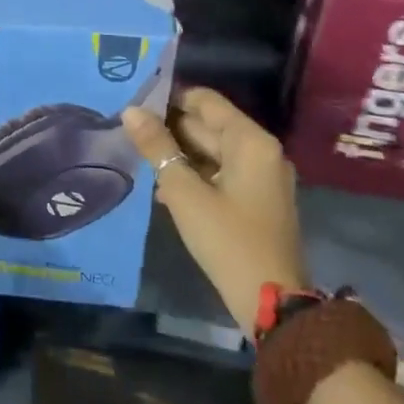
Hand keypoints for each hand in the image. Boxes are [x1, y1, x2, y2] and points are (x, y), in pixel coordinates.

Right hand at [122, 87, 308, 336]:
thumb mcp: (184, 192)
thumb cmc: (228, 240)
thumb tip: (130, 110)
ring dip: (179, 154)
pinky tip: (165, 189)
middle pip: (209, 125)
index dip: (170, 98)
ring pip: (213, 151)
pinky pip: (222, 173)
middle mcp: (262, 151)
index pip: (205, 100)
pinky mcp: (259, 201)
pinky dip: (196, 174)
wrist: (273, 305)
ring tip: (141, 158)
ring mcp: (263, 177)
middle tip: (130, 131)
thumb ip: (157, 147)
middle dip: (170, 128)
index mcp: (250, 141)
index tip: (136, 105)